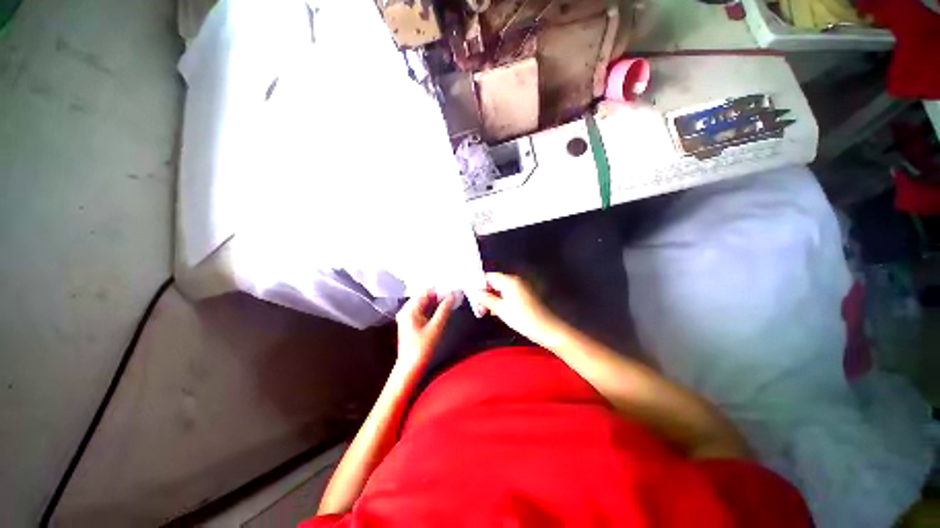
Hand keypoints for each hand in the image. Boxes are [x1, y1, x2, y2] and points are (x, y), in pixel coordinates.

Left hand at [395, 291, 454, 373]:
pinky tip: (443, 309)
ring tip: (451, 301)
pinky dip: (433, 308)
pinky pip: (424, 310)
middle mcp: (407, 310)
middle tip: (454, 295)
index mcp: (409, 309)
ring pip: (425, 303)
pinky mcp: (412, 322)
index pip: (426, 291)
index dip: (439, 289)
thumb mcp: (436, 327)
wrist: (410, 367)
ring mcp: (408, 316)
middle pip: (425, 296)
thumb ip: (444, 309)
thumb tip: (452, 296)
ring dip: (438, 302)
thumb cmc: (421, 348)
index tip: (452, 290)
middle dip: (439, 295)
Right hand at [476, 273, 562, 344]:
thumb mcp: (500, 309)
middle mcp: (515, 280)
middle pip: (495, 282)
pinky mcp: (525, 295)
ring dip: (492, 298)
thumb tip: (475, 292)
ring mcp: (521, 287)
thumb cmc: (522, 318)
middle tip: (478, 307)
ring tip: (485, 311)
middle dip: (485, 293)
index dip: (479, 285)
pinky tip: (496, 311)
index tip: (473, 296)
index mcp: (509, 280)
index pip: (489, 276)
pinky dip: (501, 300)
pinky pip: (509, 294)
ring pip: (501, 289)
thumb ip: (486, 299)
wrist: (546, 329)